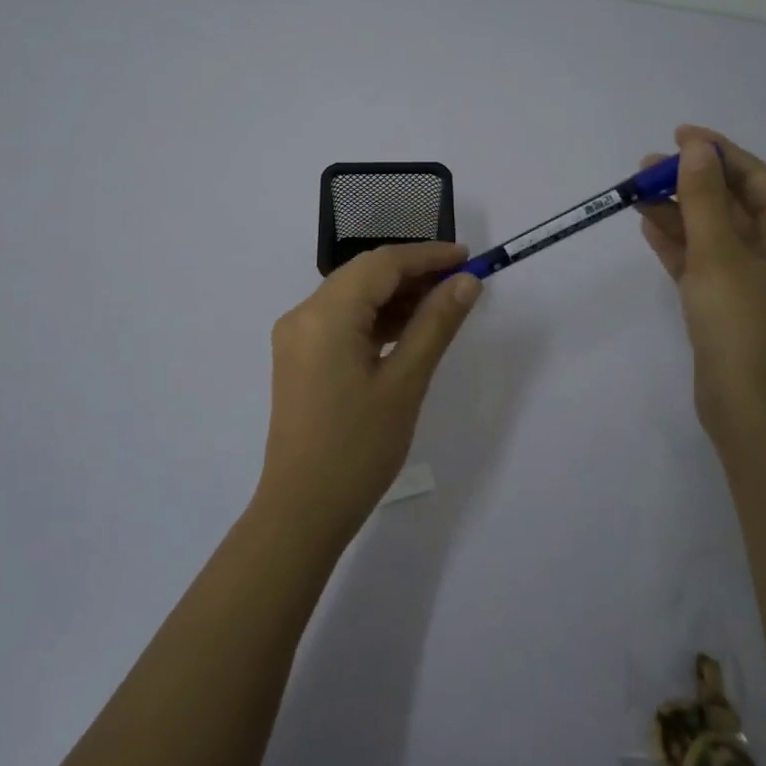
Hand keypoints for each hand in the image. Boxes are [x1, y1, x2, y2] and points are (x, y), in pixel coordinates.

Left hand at [258, 242, 481, 541]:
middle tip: (461, 283)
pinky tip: (408, 330)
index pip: (382, 264)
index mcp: (325, 314)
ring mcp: (297, 337)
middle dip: (413, 273)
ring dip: (395, 296)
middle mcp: (303, 314)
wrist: (303, 509)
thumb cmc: (358, 448)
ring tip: (442, 306)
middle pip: (365, 275)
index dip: (427, 256)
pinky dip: (376, 319)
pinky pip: (342, 322)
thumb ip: (435, 324)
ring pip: (353, 297)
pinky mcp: (300, 358)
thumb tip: (466, 282)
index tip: (468, 257)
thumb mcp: (405, 382)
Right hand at [636, 125, 765, 451]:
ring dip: (677, 210)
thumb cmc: (745, 325)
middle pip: (730, 202)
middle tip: (644, 168)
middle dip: (689, 181)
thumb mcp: (721, 254)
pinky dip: (676, 243)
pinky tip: (648, 225)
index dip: (716, 152)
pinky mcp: (726, 304)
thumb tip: (696, 149)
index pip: (754, 177)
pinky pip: (700, 260)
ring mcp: (750, 279)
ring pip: (710, 231)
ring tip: (635, 192)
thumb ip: (703, 199)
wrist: (754, 409)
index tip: (677, 134)